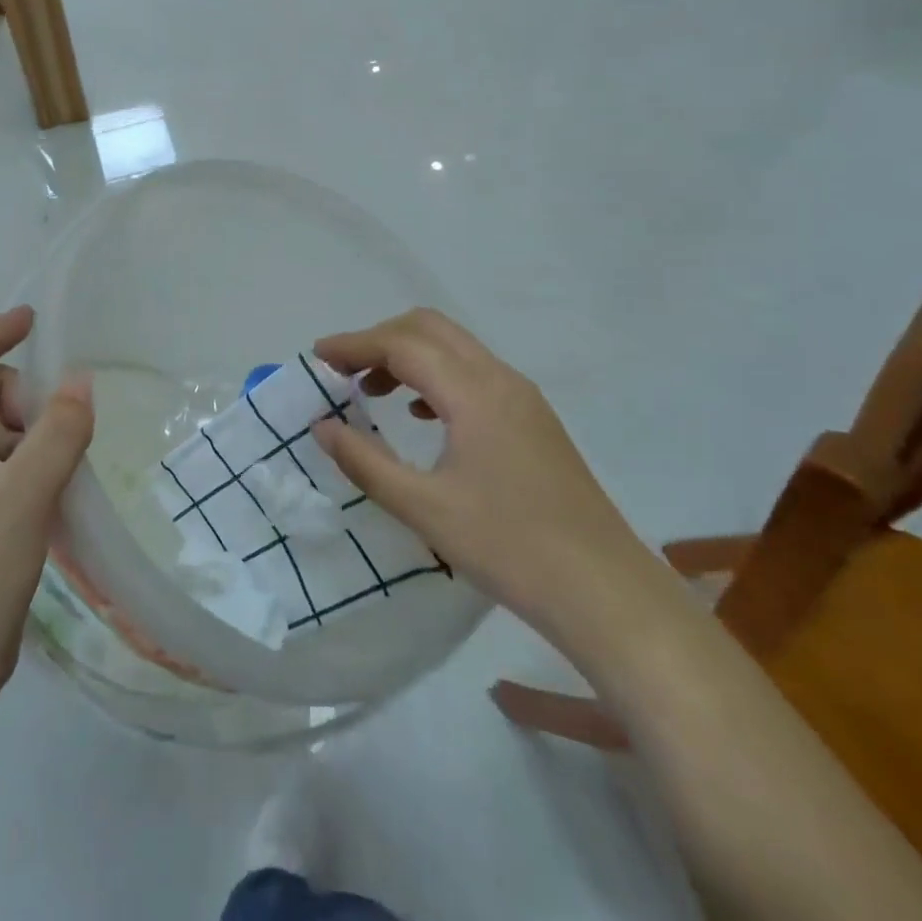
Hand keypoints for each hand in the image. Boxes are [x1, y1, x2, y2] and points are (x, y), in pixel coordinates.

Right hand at [312, 309, 655, 646]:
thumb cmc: (509, 548)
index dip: (354, 344)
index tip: (317, 358)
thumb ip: (365, 462)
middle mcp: (500, 379)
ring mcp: (522, 396)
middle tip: (343, 372)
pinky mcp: (533, 418)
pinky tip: (420, 414)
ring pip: (454, 348)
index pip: (402, 344)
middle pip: (429, 328)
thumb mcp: (424, 509)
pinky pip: (474, 373)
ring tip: (372, 392)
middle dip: (380, 339)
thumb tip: (322, 427)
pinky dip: (436, 376)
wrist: (605, 591)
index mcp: (474, 392)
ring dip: (408, 356)